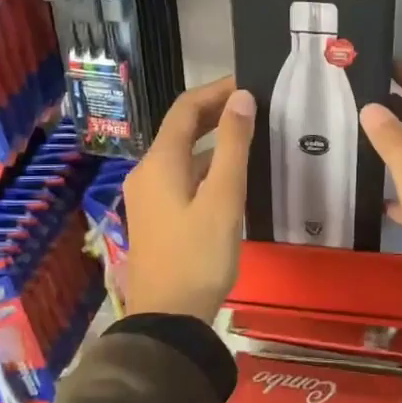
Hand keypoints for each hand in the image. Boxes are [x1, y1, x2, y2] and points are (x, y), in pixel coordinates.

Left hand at [122, 76, 255, 322]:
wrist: (167, 318)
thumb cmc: (199, 255)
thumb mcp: (224, 198)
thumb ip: (234, 145)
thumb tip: (242, 97)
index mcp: (160, 162)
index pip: (186, 108)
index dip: (216, 91)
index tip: (249, 84)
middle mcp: (147, 172)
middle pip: (181, 129)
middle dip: (215, 113)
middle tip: (254, 107)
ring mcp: (147, 196)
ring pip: (182, 155)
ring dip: (212, 141)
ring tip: (250, 138)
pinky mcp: (154, 217)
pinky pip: (180, 177)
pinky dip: (205, 166)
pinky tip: (230, 177)